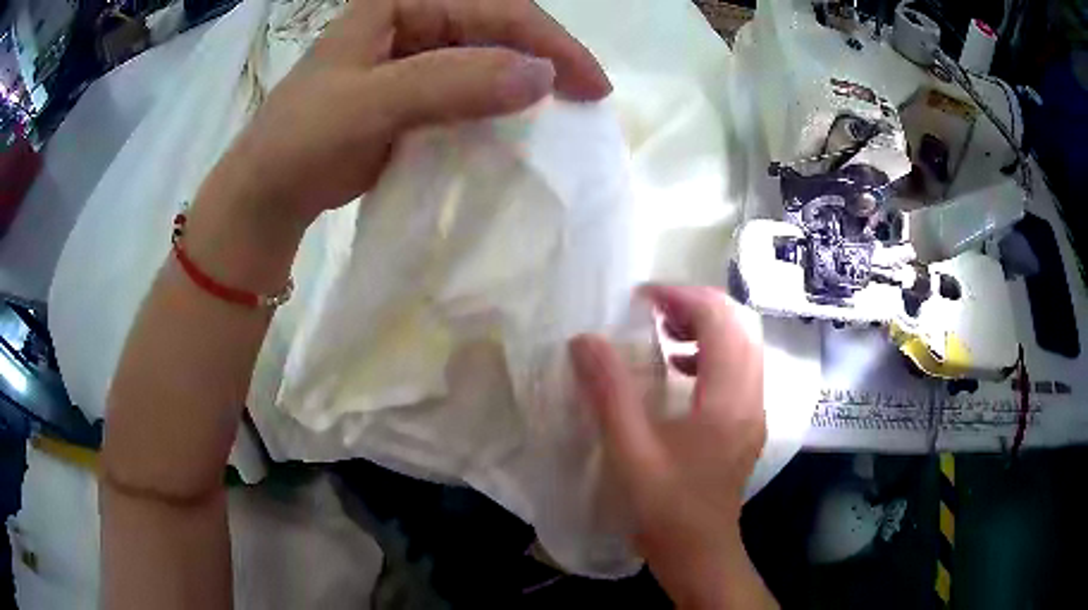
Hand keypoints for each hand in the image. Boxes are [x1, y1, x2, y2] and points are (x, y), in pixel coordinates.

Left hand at [205, 0, 610, 228]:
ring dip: (526, 85)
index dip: (548, 42)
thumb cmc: (303, 139)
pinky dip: (499, 107)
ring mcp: (414, 57)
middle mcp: (413, 21)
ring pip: (488, 60)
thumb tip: (542, 76)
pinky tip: (519, 124)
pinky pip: (470, 90)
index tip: (592, 87)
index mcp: (401, 2)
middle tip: (588, 99)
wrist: (269, 191)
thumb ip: (450, 83)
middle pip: (498, 29)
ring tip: (564, 112)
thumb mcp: (370, 104)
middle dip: (546, 60)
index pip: (493, 8)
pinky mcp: (414, 93)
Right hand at [570, 285, 774, 608]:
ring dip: (705, 329)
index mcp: (730, 397)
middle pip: (738, 327)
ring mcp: (753, 412)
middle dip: (696, 307)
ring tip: (663, 332)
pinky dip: (709, 356)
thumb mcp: (631, 448)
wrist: (698, 553)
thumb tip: (585, 340)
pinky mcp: (745, 425)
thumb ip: (608, 390)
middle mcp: (752, 397)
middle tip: (652, 310)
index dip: (683, 297)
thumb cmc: (665, 506)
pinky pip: (736, 371)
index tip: (642, 298)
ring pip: (740, 348)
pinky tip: (677, 371)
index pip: (721, 321)